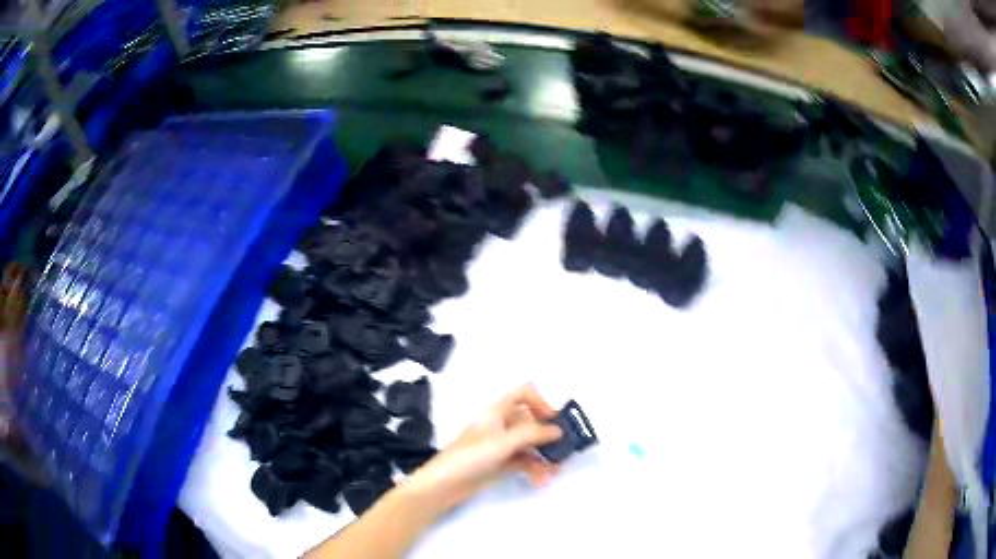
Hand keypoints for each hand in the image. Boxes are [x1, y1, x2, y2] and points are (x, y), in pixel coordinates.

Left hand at [401, 383, 563, 513]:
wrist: (444, 484)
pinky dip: (535, 468)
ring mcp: (502, 445)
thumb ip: (533, 433)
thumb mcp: (504, 441)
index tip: (554, 421)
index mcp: (498, 410)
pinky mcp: (501, 463)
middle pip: (532, 421)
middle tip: (566, 451)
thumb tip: (559, 429)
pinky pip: (525, 461)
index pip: (524, 393)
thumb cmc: (471, 455)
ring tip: (554, 473)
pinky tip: (541, 480)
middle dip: (550, 436)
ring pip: (531, 444)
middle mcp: (502, 424)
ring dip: (545, 456)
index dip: (542, 402)